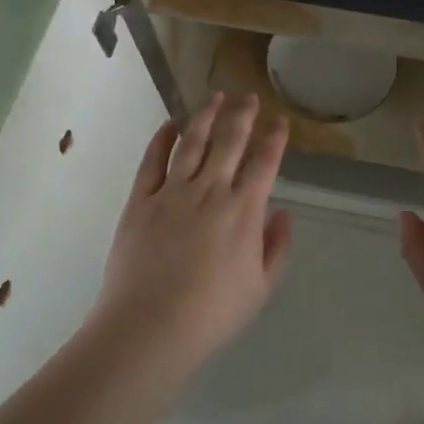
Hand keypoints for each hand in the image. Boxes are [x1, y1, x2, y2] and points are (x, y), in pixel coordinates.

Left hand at [89, 93, 292, 375]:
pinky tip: (169, 125)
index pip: (264, 162)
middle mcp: (210, 191)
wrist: (149, 326)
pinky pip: (152, 160)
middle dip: (242, 114)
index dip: (274, 138)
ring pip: (192, 141)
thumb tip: (283, 213)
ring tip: (215, 97)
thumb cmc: (211, 314)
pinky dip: (162, 138)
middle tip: (248, 97)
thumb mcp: (260, 288)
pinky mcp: (140, 200)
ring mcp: (172, 192)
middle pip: (229, 140)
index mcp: (243, 211)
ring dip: (205, 115)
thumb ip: (276, 248)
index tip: (279, 121)